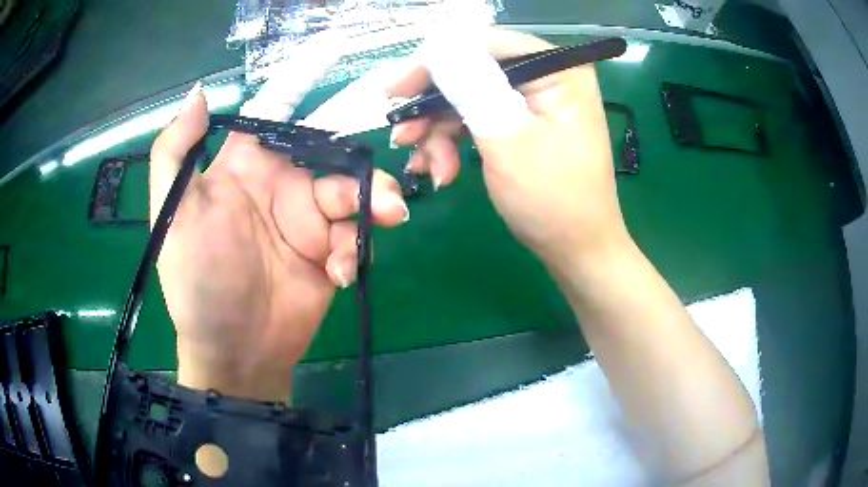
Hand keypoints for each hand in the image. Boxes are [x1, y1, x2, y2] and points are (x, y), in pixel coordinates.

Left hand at [149, 85, 407, 402]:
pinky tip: (339, 275)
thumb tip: (200, 92)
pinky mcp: (329, 255)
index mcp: (244, 166)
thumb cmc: (196, 281)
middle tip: (382, 188)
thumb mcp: (172, 215)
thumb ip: (176, 151)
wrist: (233, 350)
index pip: (277, 113)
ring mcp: (308, 221)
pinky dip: (354, 252)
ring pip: (355, 193)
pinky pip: (355, 238)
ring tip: (383, 221)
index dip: (304, 83)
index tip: (338, 55)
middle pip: (331, 153)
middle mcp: (280, 185)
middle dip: (359, 163)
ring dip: (373, 204)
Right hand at [388, 28, 629, 267]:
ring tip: (427, 167)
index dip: (433, 62)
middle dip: (433, 106)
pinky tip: (442, 170)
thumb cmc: (552, 200)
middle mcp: (548, 75)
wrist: (577, 249)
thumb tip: (437, 48)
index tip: (394, 90)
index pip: (484, 44)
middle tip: (403, 137)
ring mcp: (535, 99)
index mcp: (557, 69)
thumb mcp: (506, 140)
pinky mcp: (524, 121)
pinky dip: (454, 141)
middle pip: (473, 70)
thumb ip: (471, 87)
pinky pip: (478, 118)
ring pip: (468, 97)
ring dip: (439, 131)